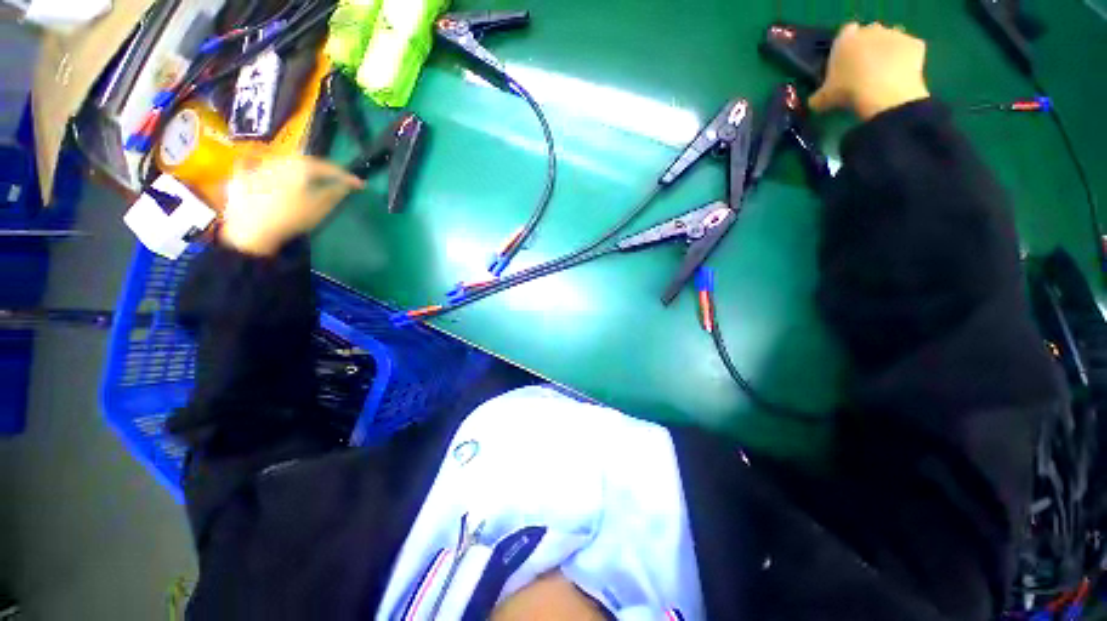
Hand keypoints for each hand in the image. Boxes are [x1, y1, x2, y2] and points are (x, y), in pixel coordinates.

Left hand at [219, 154, 363, 255]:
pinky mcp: (242, 175)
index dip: (346, 176)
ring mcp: (259, 165)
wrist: (250, 230)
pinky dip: (266, 167)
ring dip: (297, 168)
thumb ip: (336, 193)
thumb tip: (349, 184)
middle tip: (333, 180)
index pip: (329, 167)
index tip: (359, 184)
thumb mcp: (320, 208)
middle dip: (321, 169)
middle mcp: (280, 159)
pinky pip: (256, 165)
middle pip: (305, 161)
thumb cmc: (291, 218)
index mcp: (301, 166)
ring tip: (306, 178)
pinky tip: (264, 168)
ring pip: (283, 162)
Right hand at [809, 23, 930, 119]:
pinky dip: (907, 60)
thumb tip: (815, 101)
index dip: (845, 46)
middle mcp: (871, 29)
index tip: (845, 62)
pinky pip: (910, 49)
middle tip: (864, 68)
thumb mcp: (823, 100)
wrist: (884, 94)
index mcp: (846, 38)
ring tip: (883, 72)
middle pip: (870, 32)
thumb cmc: (847, 91)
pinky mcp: (916, 44)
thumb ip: (818, 97)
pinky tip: (901, 75)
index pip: (845, 33)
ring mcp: (896, 34)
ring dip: (888, 50)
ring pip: (891, 39)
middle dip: (869, 45)